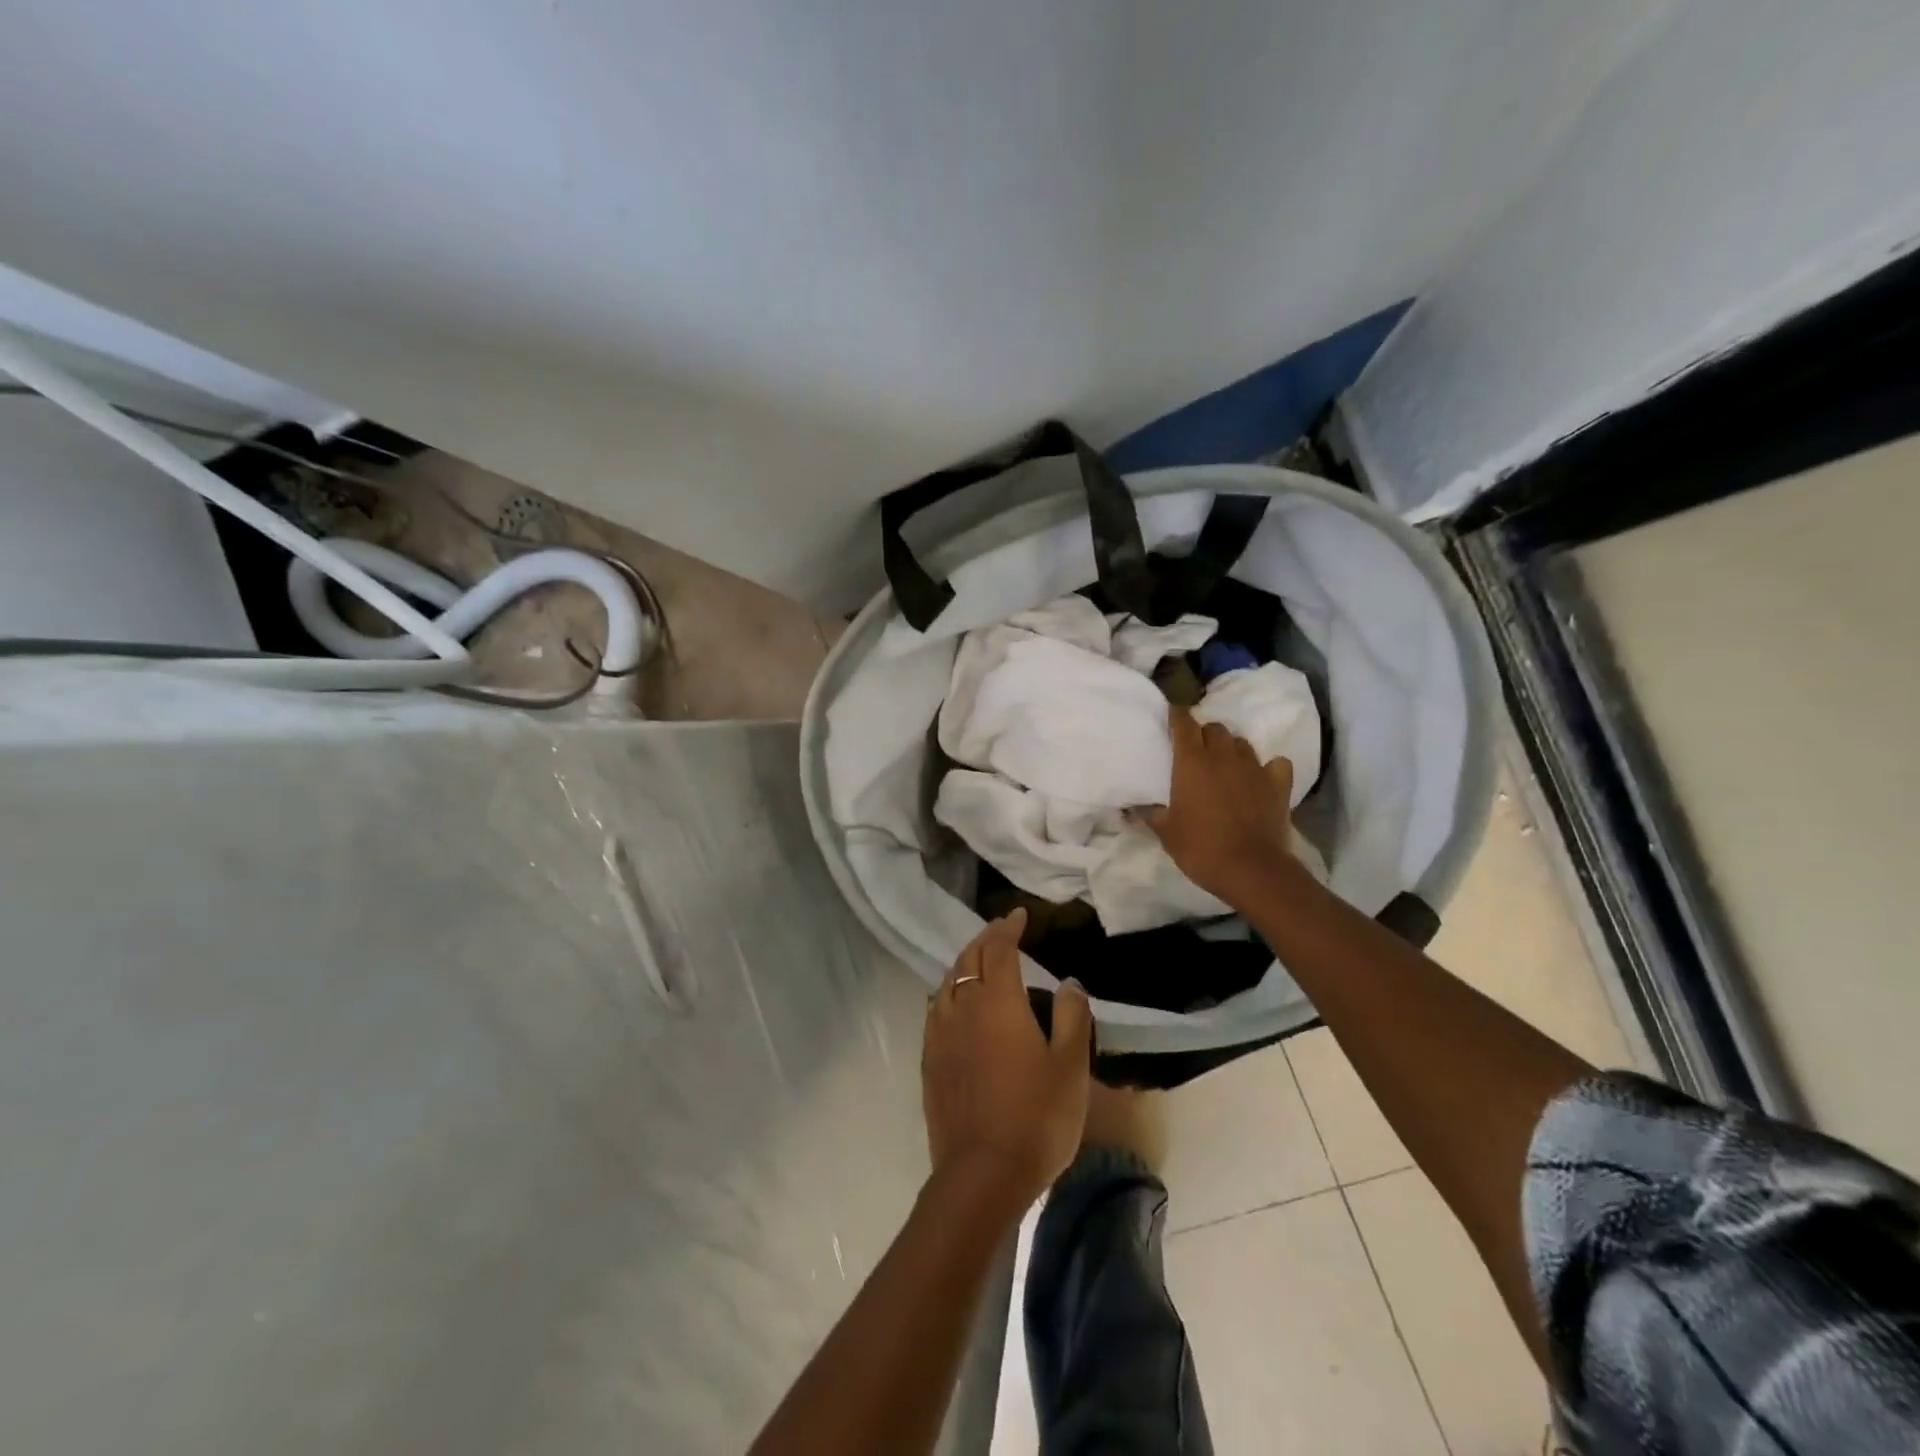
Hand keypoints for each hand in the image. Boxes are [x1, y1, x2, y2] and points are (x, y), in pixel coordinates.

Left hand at [922, 909, 1092, 1209]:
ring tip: (980, 963)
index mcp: (998, 1001)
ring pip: (949, 981)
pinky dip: (950, 991)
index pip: (999, 948)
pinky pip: (937, 1008)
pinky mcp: (929, 1060)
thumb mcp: (1070, 1066)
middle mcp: (963, 1007)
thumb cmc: (1036, 1117)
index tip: (1018, 915)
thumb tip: (1068, 983)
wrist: (981, 1174)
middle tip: (1001, 932)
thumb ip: (1071, 1017)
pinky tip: (958, 1004)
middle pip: (968, 959)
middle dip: (985, 939)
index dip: (1008, 927)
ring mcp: (940, 1033)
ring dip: (965, 963)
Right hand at [1141, 706, 1297, 911]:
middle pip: (1214, 728)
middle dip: (1204, 734)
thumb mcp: (1165, 832)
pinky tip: (1261, 778)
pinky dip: (1268, 767)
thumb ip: (1150, 812)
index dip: (1177, 715)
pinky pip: (1275, 764)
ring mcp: (1254, 767)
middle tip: (1196, 751)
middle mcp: (1223, 756)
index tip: (1171, 715)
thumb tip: (1133, 805)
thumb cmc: (1200, 848)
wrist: (1251, 869)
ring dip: (1231, 749)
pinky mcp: (1278, 783)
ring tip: (1225, 765)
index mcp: (1192, 761)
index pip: (1183, 723)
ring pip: (1241, 743)